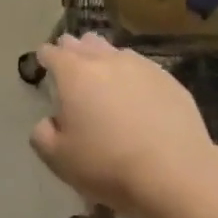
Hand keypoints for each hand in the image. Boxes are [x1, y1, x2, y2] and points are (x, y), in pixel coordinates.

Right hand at [29, 34, 217, 217]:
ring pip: (115, 52)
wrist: (175, 173)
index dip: (45, 57)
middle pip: (84, 44)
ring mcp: (143, 68)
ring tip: (103, 75)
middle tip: (70, 66)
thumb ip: (42, 134)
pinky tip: (135, 92)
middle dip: (73, 51)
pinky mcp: (171, 81)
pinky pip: (143, 68)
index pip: (53, 53)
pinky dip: (132, 75)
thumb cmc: (107, 164)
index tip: (43, 64)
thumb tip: (50, 121)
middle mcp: (107, 61)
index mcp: (74, 74)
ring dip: (104, 59)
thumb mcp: (57, 158)